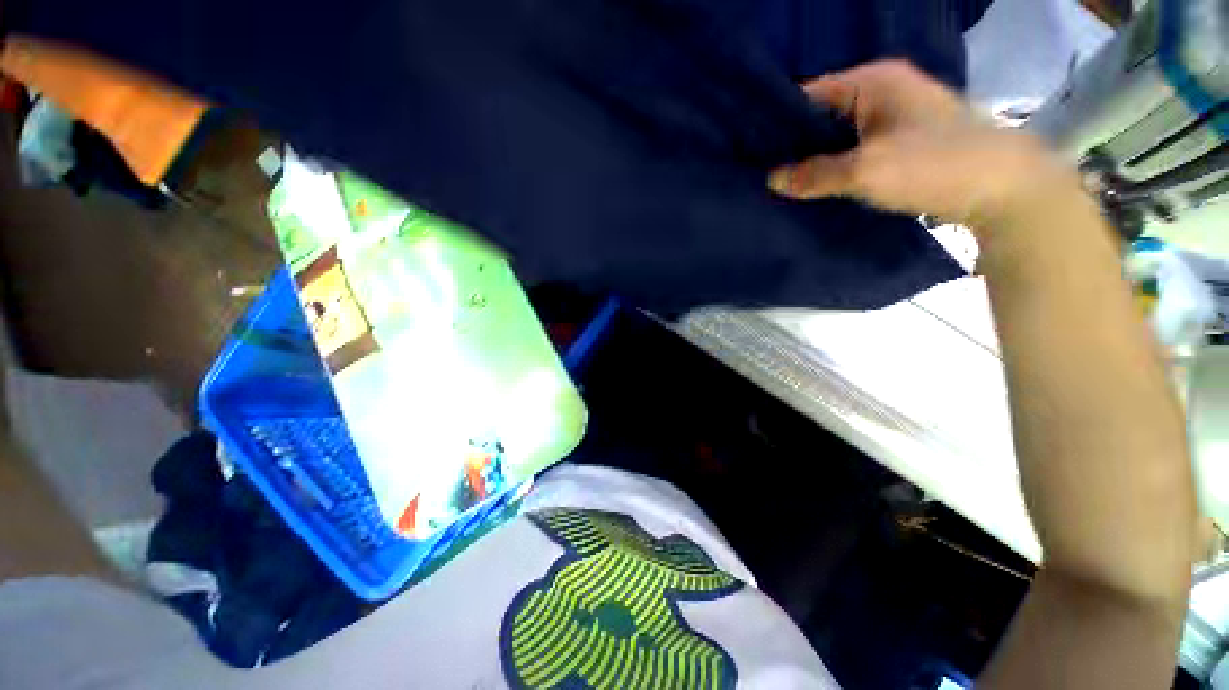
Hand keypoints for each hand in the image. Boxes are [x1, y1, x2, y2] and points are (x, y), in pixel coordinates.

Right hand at [768, 60, 1076, 234]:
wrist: (1005, 189)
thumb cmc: (935, 165)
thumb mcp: (866, 170)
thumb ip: (814, 174)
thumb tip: (772, 180)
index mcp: (873, 81)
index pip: (809, 94)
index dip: (778, 122)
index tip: (751, 151)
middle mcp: (881, 91)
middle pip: (822, 116)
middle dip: (793, 145)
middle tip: (761, 172)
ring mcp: (893, 118)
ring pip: (838, 137)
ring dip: (813, 159)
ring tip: (780, 182)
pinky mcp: (900, 143)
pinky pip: (854, 151)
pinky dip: (834, 167)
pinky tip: (814, 186)